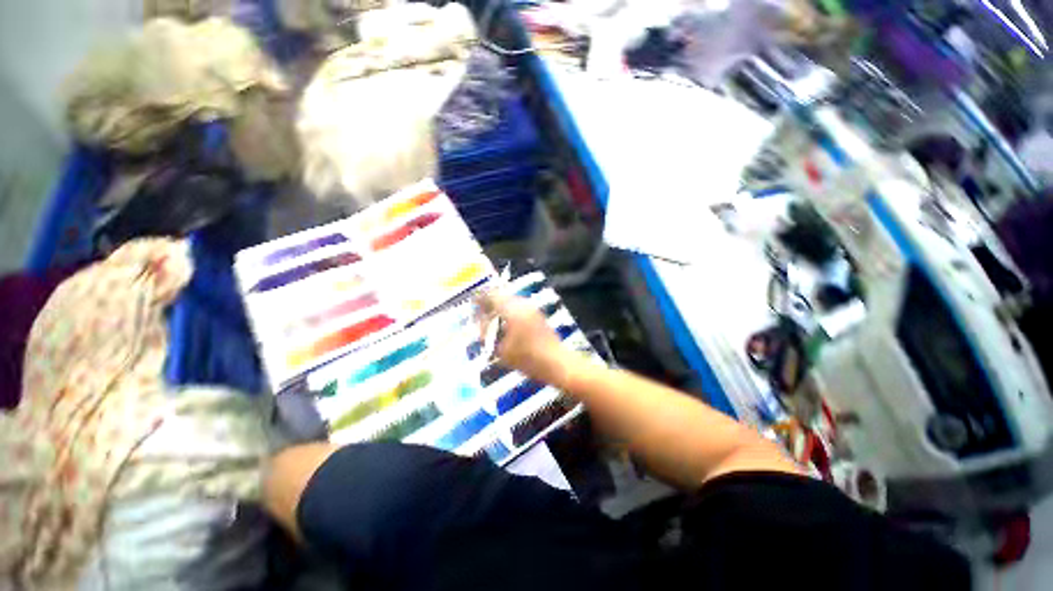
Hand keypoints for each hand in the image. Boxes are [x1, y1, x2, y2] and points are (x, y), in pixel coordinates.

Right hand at [476, 291, 569, 384]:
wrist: (557, 363)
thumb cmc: (528, 359)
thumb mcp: (501, 351)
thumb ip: (488, 337)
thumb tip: (482, 329)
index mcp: (512, 310)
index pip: (491, 296)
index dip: (479, 299)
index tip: (472, 304)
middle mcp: (523, 304)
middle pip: (501, 296)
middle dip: (489, 304)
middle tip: (481, 316)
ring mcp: (532, 309)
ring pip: (511, 301)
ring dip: (500, 308)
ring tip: (492, 322)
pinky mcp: (538, 315)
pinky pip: (519, 308)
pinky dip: (509, 312)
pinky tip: (506, 326)